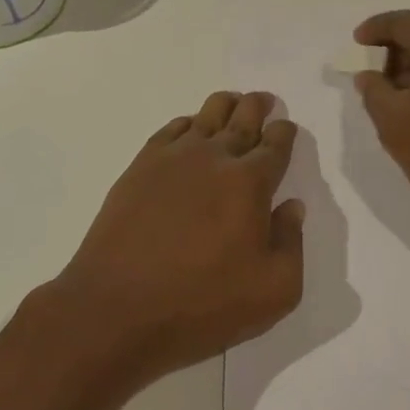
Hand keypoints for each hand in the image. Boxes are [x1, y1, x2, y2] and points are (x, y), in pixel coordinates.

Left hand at [51, 91, 305, 384]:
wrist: (117, 309)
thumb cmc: (202, 304)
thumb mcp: (273, 291)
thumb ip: (292, 243)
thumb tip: (291, 206)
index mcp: (251, 182)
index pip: (276, 144)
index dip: (284, 133)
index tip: (286, 129)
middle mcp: (215, 157)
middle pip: (243, 117)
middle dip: (258, 106)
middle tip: (264, 100)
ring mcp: (174, 158)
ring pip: (207, 114)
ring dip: (226, 104)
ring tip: (233, 102)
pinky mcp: (140, 167)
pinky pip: (171, 129)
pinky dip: (187, 122)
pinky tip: (189, 129)